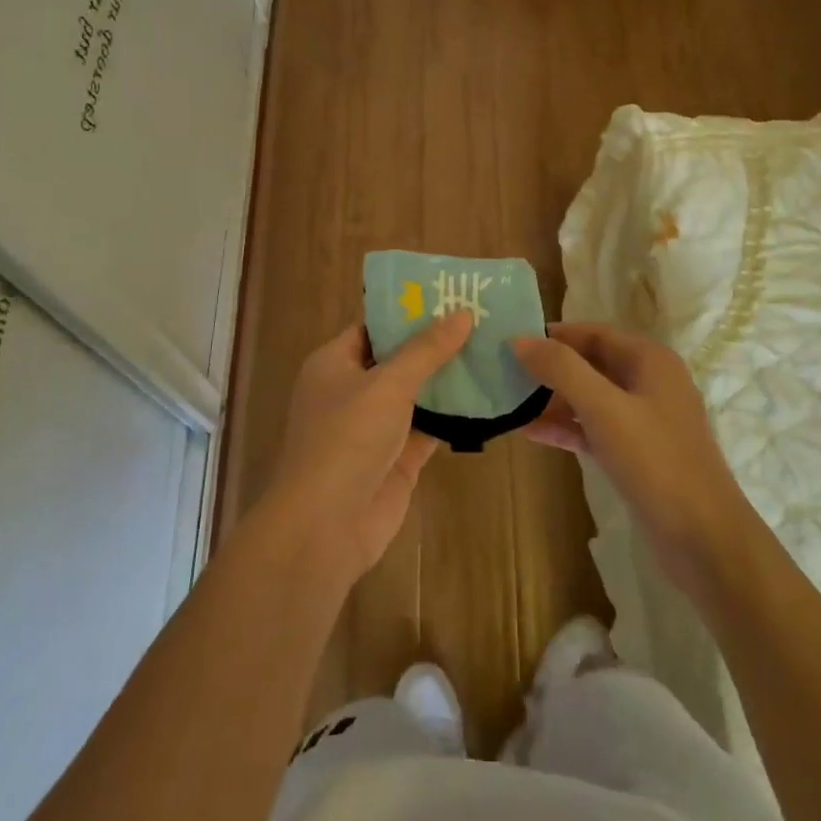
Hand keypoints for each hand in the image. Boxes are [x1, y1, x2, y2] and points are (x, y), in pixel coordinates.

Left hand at [263, 314, 472, 582]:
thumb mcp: (387, 384)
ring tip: (493, 348)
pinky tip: (489, 396)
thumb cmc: (346, 439)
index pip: (373, 326)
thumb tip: (462, 313)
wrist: (326, 525)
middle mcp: (353, 390)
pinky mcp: (398, 457)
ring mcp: (375, 426)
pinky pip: (429, 426)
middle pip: (398, 358)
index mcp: (334, 363)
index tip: (450, 295)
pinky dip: (454, 415)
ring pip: (417, 393)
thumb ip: (426, 350)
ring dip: (449, 377)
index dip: (408, 310)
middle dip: (436, 342)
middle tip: (483, 318)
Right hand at [513, 323, 753, 594]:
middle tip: (503, 372)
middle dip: (549, 367)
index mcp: (649, 360)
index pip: (592, 333)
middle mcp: (649, 382)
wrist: (704, 539)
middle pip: (590, 363)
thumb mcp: (604, 408)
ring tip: (508, 401)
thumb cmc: (655, 461)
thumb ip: (561, 369)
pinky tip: (529, 432)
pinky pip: (594, 429)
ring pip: (590, 398)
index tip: (510, 342)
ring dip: (553, 399)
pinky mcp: (637, 454)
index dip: (553, 335)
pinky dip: (565, 428)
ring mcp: (644, 420)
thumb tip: (519, 340)